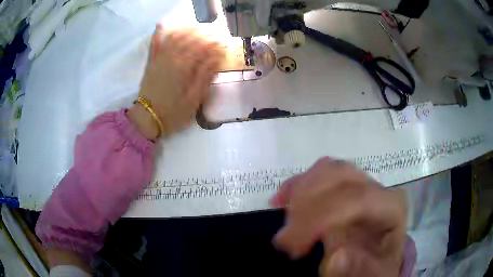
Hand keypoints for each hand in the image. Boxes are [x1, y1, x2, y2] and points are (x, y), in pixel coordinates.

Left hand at [127, 24, 223, 139]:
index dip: (215, 45)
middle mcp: (171, 57)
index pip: (203, 48)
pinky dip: (159, 33)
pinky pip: (154, 44)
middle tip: (214, 35)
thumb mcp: (194, 99)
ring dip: (187, 30)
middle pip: (190, 38)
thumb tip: (216, 59)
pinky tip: (163, 25)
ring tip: (197, 29)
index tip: (223, 45)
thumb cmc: (173, 113)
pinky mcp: (151, 62)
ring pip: (174, 37)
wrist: (147, 119)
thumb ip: (204, 76)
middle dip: (204, 34)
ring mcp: (159, 58)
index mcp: (183, 67)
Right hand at [270, 157, 406, 276]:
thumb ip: (360, 268)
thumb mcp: (374, 272)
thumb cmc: (377, 263)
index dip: (321, 218)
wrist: (378, 255)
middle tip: (284, 240)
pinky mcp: (345, 183)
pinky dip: (298, 184)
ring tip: (285, 224)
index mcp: (391, 206)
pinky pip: (319, 172)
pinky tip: (281, 199)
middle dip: (306, 206)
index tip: (293, 246)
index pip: (358, 199)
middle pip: (339, 179)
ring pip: (327, 170)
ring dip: (299, 193)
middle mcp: (376, 186)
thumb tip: (336, 257)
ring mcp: (360, 181)